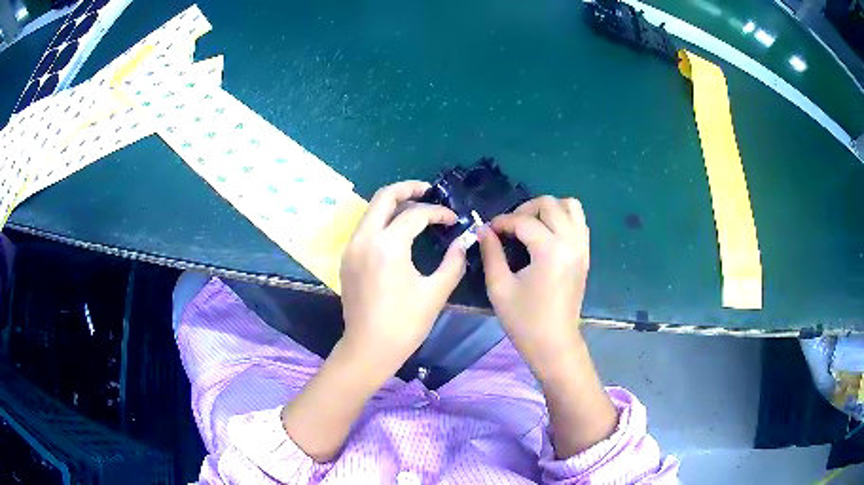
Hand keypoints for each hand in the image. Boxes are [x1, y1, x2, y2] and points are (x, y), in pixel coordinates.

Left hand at [339, 180, 466, 374]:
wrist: (368, 348)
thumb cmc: (404, 324)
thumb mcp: (435, 292)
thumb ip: (453, 262)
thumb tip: (463, 242)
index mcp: (387, 245)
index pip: (415, 214)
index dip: (438, 213)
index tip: (453, 221)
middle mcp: (364, 238)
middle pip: (383, 197)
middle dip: (408, 189)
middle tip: (428, 191)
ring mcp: (351, 248)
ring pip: (371, 210)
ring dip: (393, 203)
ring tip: (416, 208)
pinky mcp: (347, 259)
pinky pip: (365, 227)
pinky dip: (382, 220)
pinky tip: (398, 231)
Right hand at [481, 196, 615, 456]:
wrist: (554, 344)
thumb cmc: (524, 321)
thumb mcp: (499, 287)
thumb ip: (491, 253)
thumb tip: (483, 230)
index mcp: (550, 250)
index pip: (523, 221)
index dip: (502, 222)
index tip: (487, 230)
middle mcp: (571, 242)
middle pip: (550, 204)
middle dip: (524, 209)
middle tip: (508, 227)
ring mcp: (582, 247)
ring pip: (571, 206)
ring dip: (548, 209)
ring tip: (530, 225)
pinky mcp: (585, 255)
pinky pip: (579, 222)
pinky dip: (563, 219)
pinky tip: (547, 235)